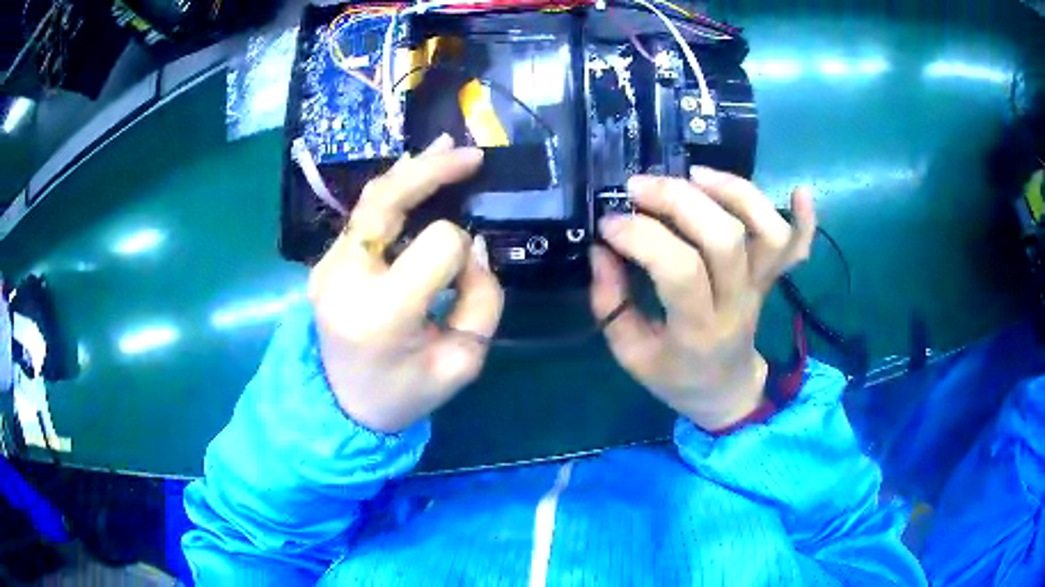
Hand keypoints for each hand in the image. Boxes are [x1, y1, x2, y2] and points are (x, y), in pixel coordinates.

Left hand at [309, 135, 503, 433]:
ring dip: (412, 170)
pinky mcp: (327, 261)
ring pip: (371, 198)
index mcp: (381, 312)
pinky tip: (416, 171)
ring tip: (446, 148)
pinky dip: (394, 189)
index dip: (465, 252)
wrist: (343, 406)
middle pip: (390, 200)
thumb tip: (472, 246)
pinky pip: (363, 214)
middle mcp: (345, 277)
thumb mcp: (462, 364)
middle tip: (472, 156)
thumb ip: (480, 302)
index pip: (439, 246)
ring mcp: (329, 265)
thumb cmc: (405, 392)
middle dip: (435, 172)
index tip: (467, 277)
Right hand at [590, 168, 815, 431]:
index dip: (642, 236)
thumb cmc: (675, 377)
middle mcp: (738, 303)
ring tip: (694, 174)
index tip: (608, 224)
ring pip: (768, 233)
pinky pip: (799, 247)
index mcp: (698, 331)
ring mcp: (762, 287)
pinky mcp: (773, 278)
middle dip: (679, 200)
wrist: (725, 391)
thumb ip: (610, 303)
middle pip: (725, 239)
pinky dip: (805, 218)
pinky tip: (798, 191)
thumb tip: (602, 248)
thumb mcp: (630, 354)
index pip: (680, 271)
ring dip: (735, 192)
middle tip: (639, 187)